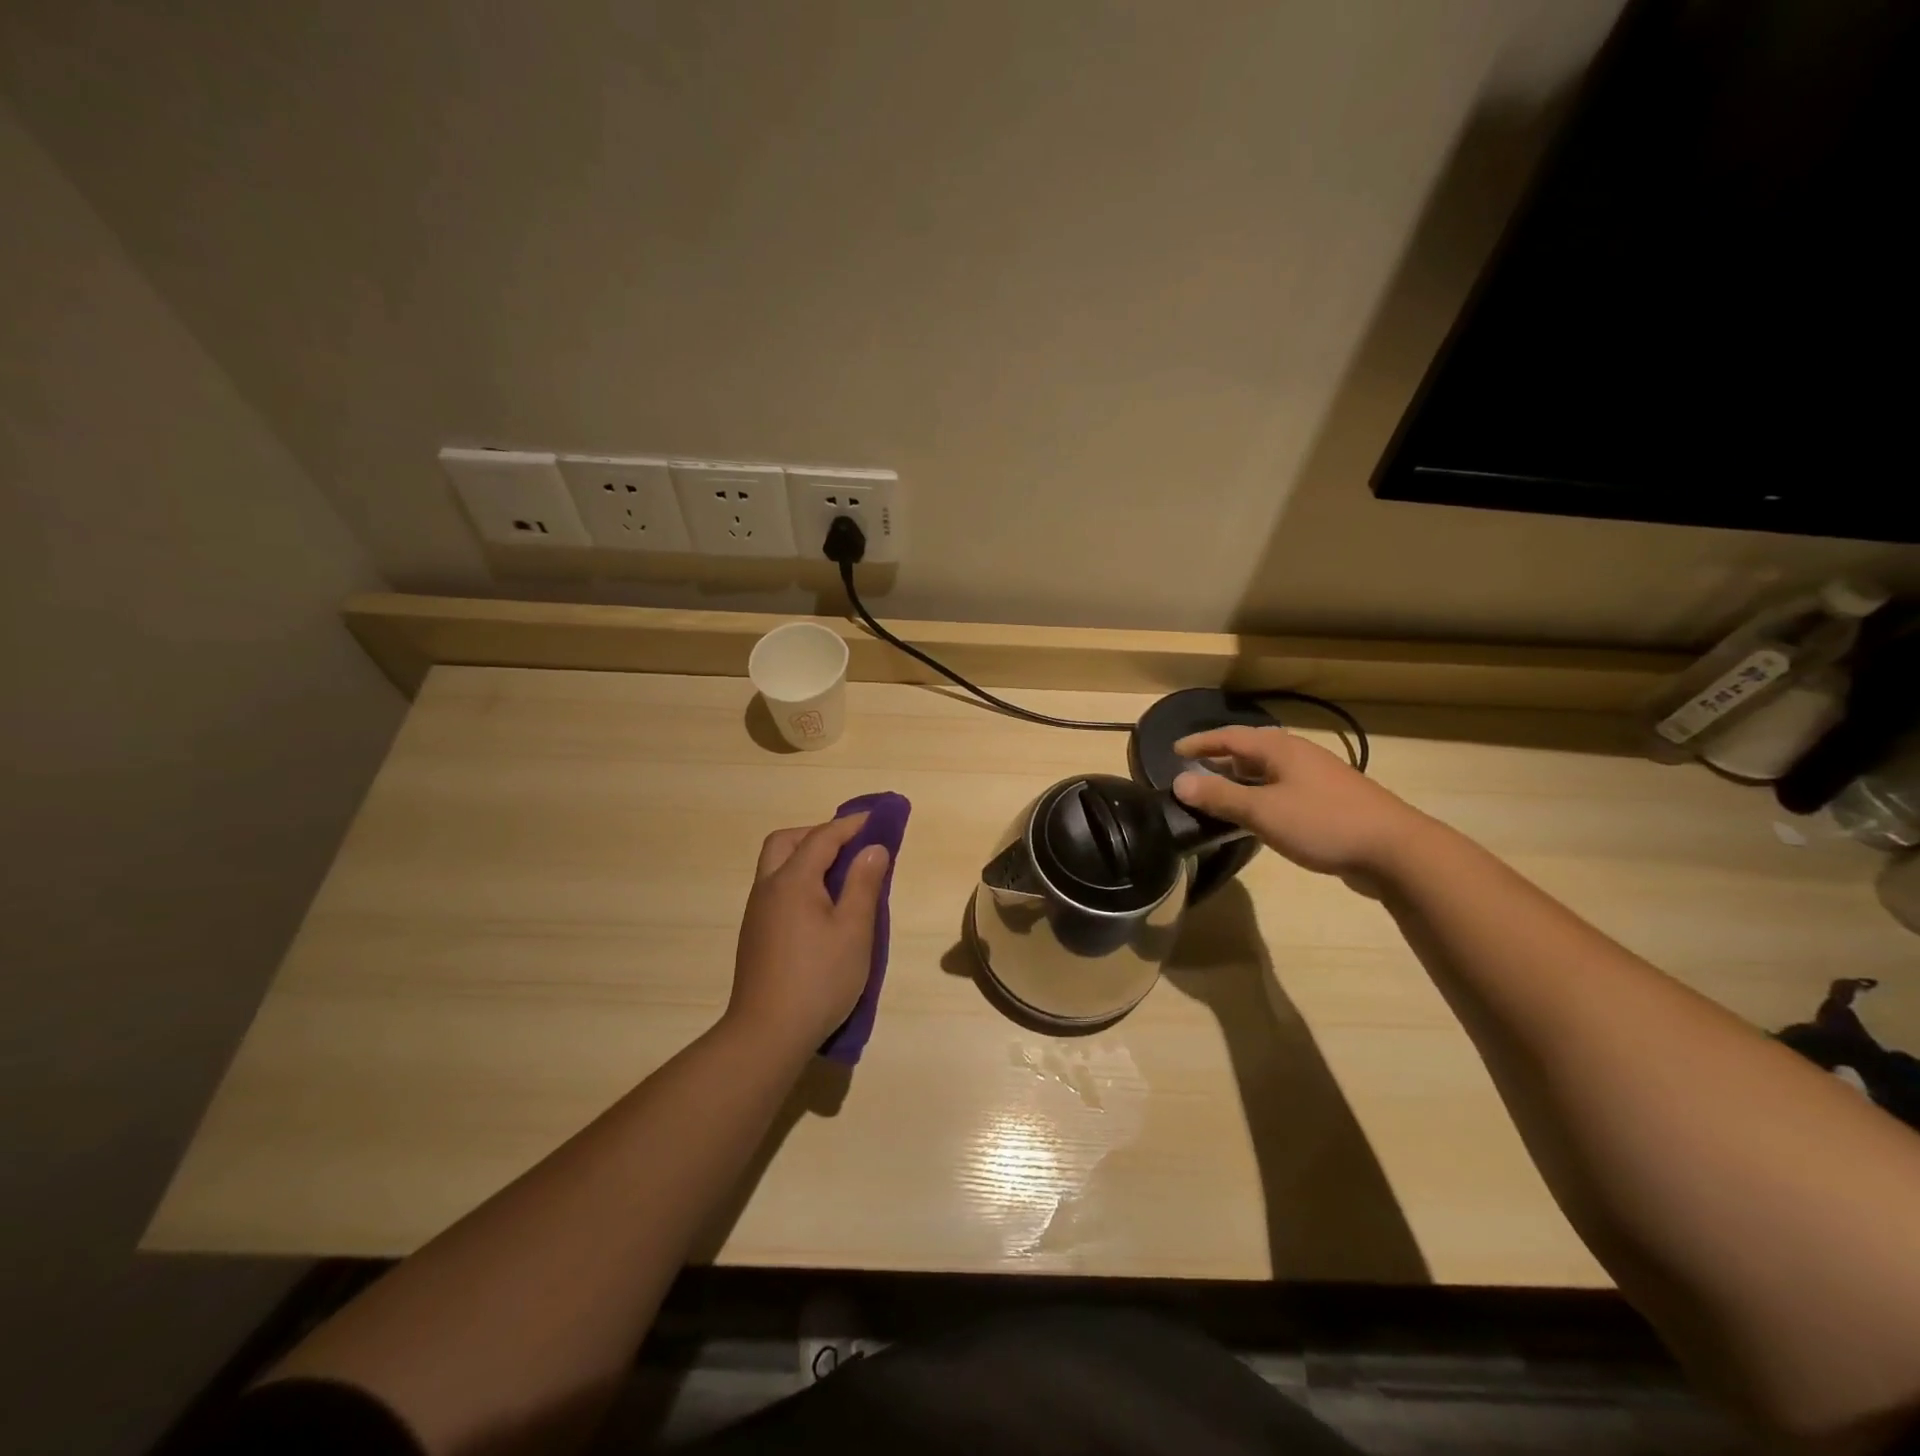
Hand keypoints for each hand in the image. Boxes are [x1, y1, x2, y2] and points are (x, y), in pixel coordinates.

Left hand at [724, 813, 890, 1059]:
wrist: (767, 1033)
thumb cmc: (819, 979)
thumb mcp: (854, 930)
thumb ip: (864, 884)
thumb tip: (873, 848)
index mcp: (792, 881)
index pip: (822, 837)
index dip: (851, 824)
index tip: (877, 818)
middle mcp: (768, 888)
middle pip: (786, 842)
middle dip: (818, 834)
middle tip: (851, 845)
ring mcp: (757, 912)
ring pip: (777, 865)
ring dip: (806, 857)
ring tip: (841, 874)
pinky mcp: (755, 934)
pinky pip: (776, 888)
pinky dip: (798, 880)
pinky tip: (820, 906)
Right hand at [1171, 726, 1425, 878]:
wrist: (1395, 851)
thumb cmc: (1323, 822)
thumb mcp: (1262, 811)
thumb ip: (1220, 796)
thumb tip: (1178, 782)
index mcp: (1280, 749)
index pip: (1230, 736)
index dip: (1200, 742)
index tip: (1173, 751)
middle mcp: (1297, 756)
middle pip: (1249, 751)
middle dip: (1219, 760)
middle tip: (1191, 774)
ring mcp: (1316, 779)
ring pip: (1266, 773)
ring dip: (1238, 781)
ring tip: (1215, 797)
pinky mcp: (1328, 804)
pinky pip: (1281, 792)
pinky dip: (1258, 798)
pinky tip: (1253, 819)